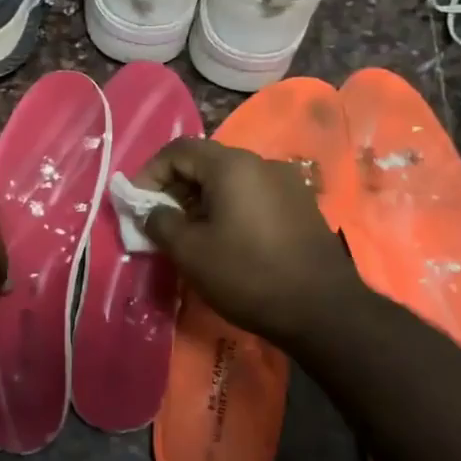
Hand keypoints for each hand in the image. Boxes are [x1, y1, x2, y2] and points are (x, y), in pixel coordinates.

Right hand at [136, 137, 357, 347]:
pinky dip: (229, 208)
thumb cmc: (248, 274)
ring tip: (189, 234)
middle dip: (175, 187)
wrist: (323, 310)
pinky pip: (253, 195)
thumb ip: (160, 223)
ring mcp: (286, 183)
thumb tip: (152, 211)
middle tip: (159, 221)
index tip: (137, 204)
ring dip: (202, 199)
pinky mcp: (300, 206)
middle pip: (205, 162)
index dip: (150, 173)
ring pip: (230, 180)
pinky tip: (224, 239)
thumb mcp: (190, 252)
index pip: (179, 150)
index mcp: (232, 166)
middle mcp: (261, 163)